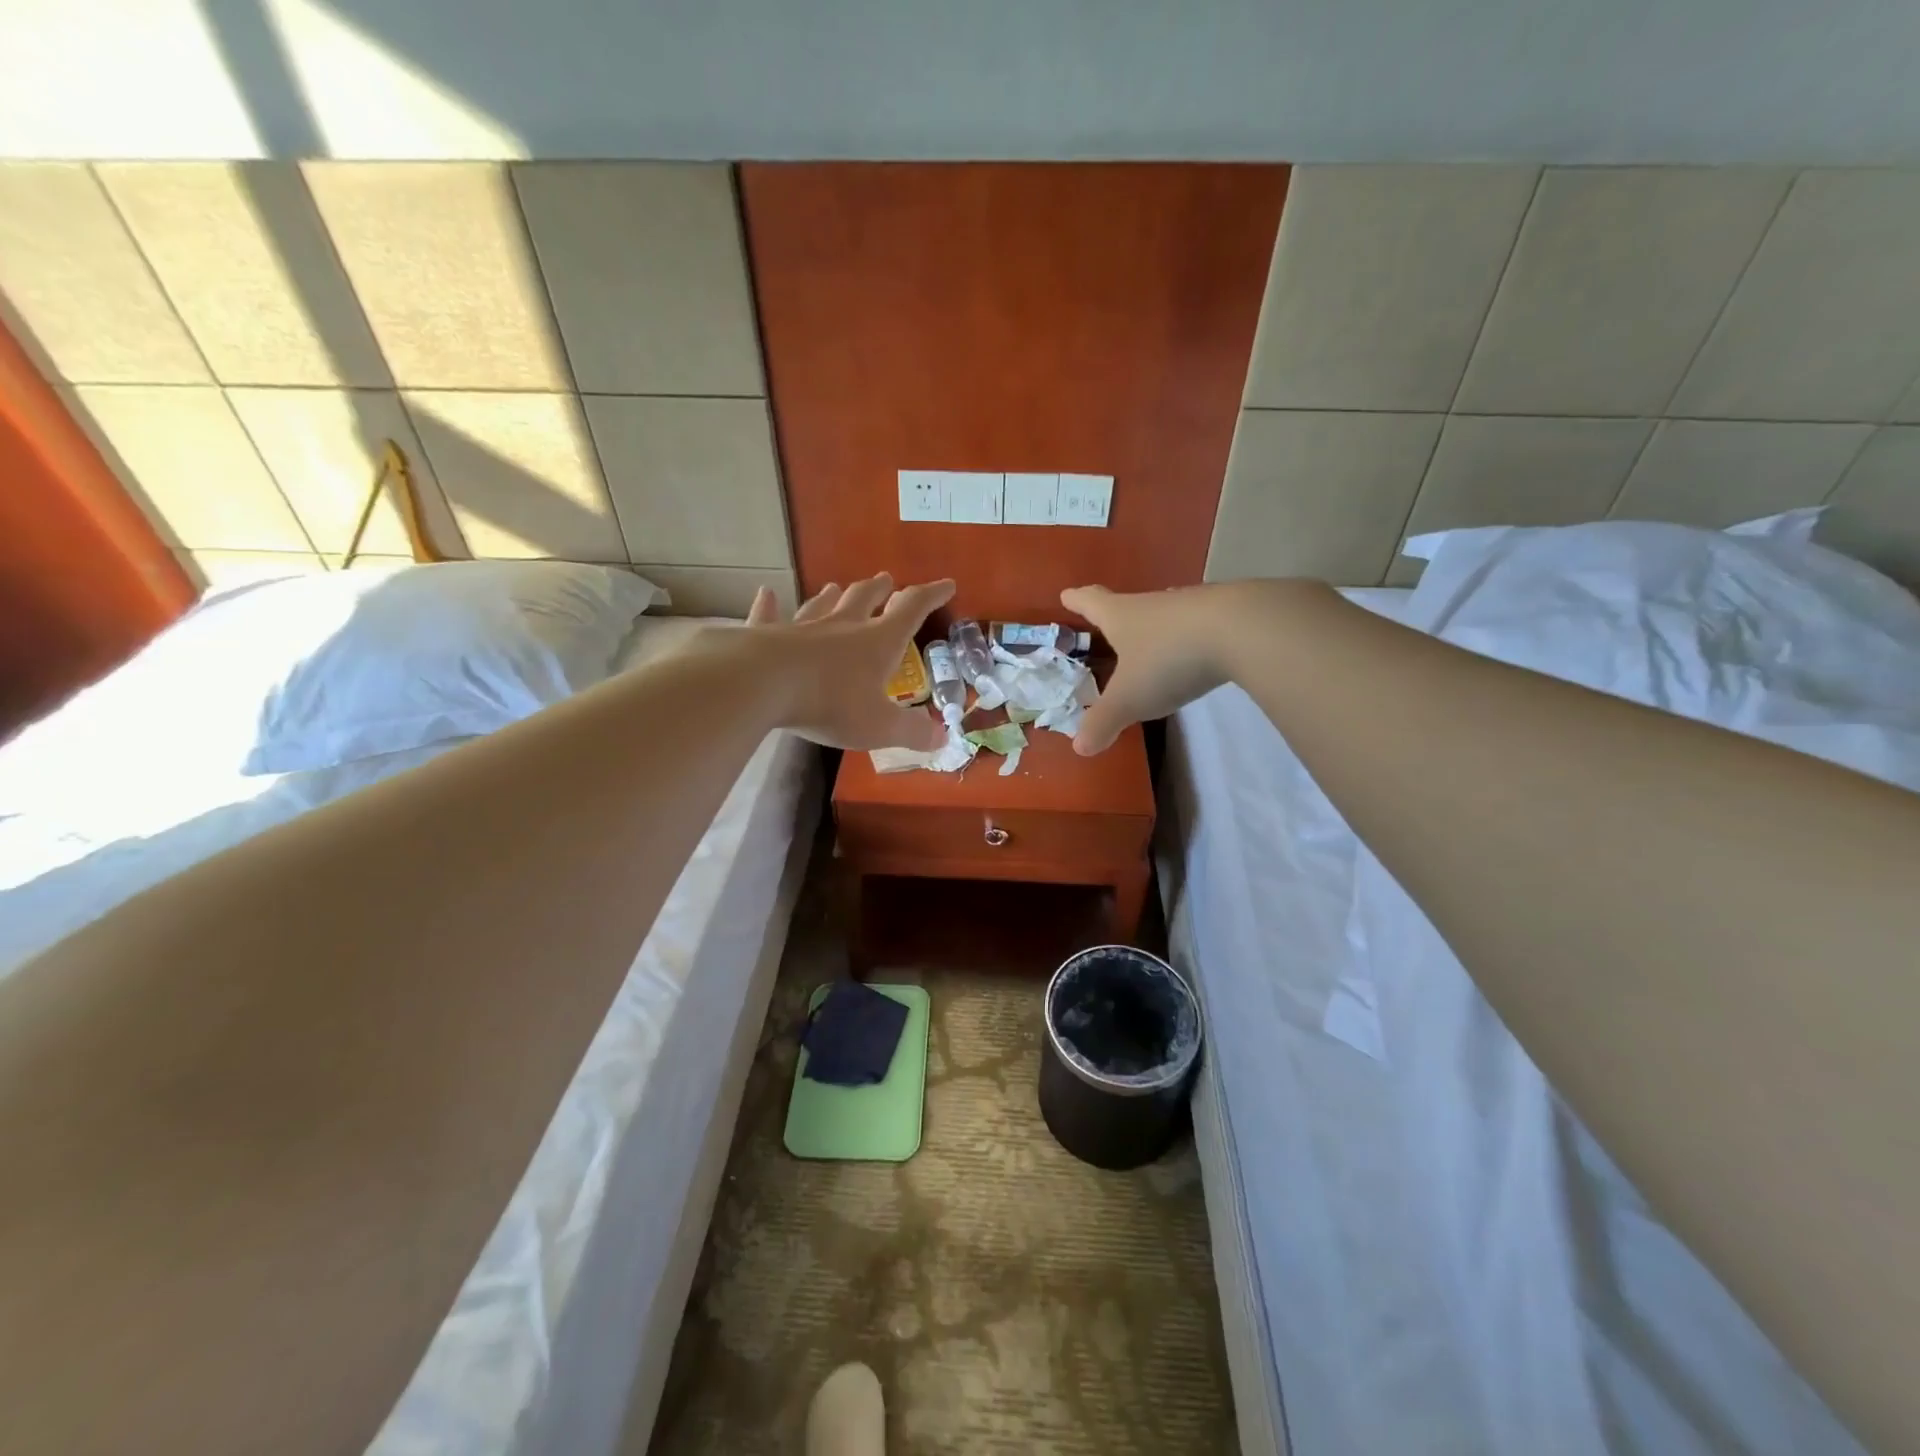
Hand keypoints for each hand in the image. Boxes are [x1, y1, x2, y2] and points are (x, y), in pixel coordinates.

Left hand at [746, 573, 953, 750]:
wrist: (762, 684)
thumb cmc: (830, 703)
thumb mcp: (880, 726)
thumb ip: (912, 732)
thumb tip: (942, 739)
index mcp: (877, 643)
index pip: (911, 610)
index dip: (931, 596)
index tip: (947, 584)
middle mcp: (841, 627)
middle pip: (864, 599)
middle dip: (879, 590)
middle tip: (886, 580)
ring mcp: (800, 628)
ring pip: (821, 605)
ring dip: (832, 596)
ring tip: (835, 587)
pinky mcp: (764, 636)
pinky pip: (768, 616)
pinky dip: (768, 605)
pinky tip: (766, 593)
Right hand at [1061, 584, 1234, 754]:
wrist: (1244, 630)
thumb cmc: (1169, 659)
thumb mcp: (1130, 699)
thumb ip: (1103, 722)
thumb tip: (1080, 747)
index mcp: (1123, 616)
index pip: (1092, 602)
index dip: (1078, 600)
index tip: (1067, 595)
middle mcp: (1155, 604)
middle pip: (1130, 605)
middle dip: (1118, 615)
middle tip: (1109, 624)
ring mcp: (1195, 606)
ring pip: (1168, 614)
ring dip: (1159, 627)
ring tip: (1155, 642)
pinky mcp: (1230, 614)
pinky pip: (1202, 625)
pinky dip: (1195, 637)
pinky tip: (1201, 650)